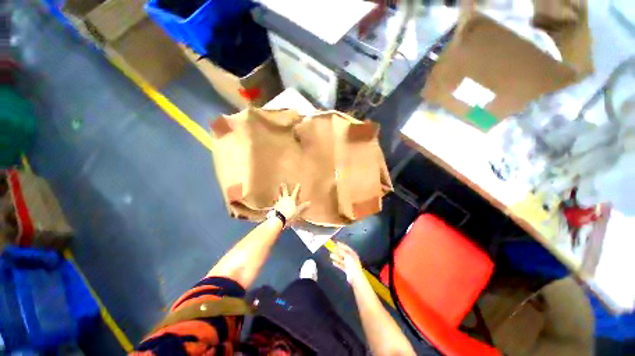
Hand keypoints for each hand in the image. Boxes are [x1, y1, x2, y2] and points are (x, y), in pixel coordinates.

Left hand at [273, 183, 309, 223]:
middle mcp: (284, 199)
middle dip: (284, 187)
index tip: (298, 184)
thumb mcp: (297, 210)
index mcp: (291, 199)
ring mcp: (279, 202)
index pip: (295, 192)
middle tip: (282, 183)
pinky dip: (275, 201)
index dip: (297, 188)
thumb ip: (303, 206)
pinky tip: (274, 201)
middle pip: (284, 192)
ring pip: (279, 196)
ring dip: (279, 192)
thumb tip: (309, 202)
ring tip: (278, 190)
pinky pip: (275, 202)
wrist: (279, 218)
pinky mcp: (275, 206)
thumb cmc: (289, 214)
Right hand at [330, 242, 364, 284]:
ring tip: (331, 255)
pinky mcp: (347, 269)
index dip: (341, 245)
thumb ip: (342, 252)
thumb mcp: (347, 256)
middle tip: (332, 249)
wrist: (355, 277)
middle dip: (337, 251)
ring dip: (336, 257)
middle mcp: (351, 258)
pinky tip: (333, 262)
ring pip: (341, 259)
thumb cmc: (352, 264)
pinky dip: (337, 263)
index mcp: (352, 254)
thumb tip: (337, 248)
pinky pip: (341, 265)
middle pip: (343, 253)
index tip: (336, 243)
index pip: (346, 247)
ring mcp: (349, 264)